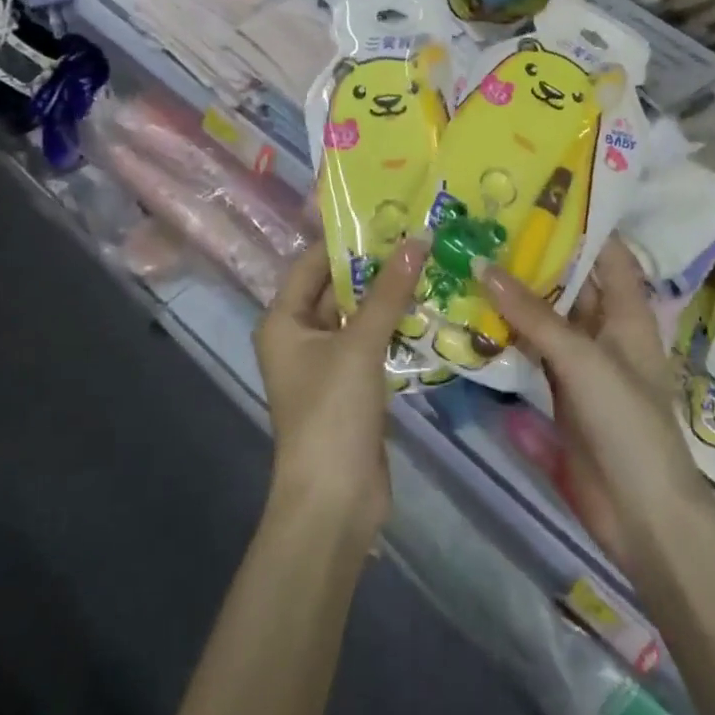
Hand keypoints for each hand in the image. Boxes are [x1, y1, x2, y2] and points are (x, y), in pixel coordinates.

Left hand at [254, 238, 426, 539]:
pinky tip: (429, 306)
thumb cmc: (332, 413)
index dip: (346, 238)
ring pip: (358, 315)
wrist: (334, 501)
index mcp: (283, 320)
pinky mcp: (351, 386)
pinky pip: (372, 343)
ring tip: (431, 261)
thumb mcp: (359, 345)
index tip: (387, 213)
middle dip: (375, 265)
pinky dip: (395, 326)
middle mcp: (299, 336)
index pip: (313, 263)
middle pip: (336, 288)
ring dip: (389, 295)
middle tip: (418, 234)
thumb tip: (418, 239)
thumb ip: (389, 292)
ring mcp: (326, 363)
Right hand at [480, 240, 705, 569]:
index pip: (608, 253)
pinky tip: (470, 314)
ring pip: (544, 315)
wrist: (640, 513)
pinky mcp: (557, 391)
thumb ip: (533, 314)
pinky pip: (529, 350)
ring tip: (469, 256)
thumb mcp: (582, 359)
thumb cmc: (627, 422)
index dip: (582, 223)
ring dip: (513, 293)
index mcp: (628, 313)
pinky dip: (504, 333)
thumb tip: (483, 264)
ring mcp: (580, 361)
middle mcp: (605, 329)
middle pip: (569, 281)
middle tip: (486, 222)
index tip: (538, 194)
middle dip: (534, 255)